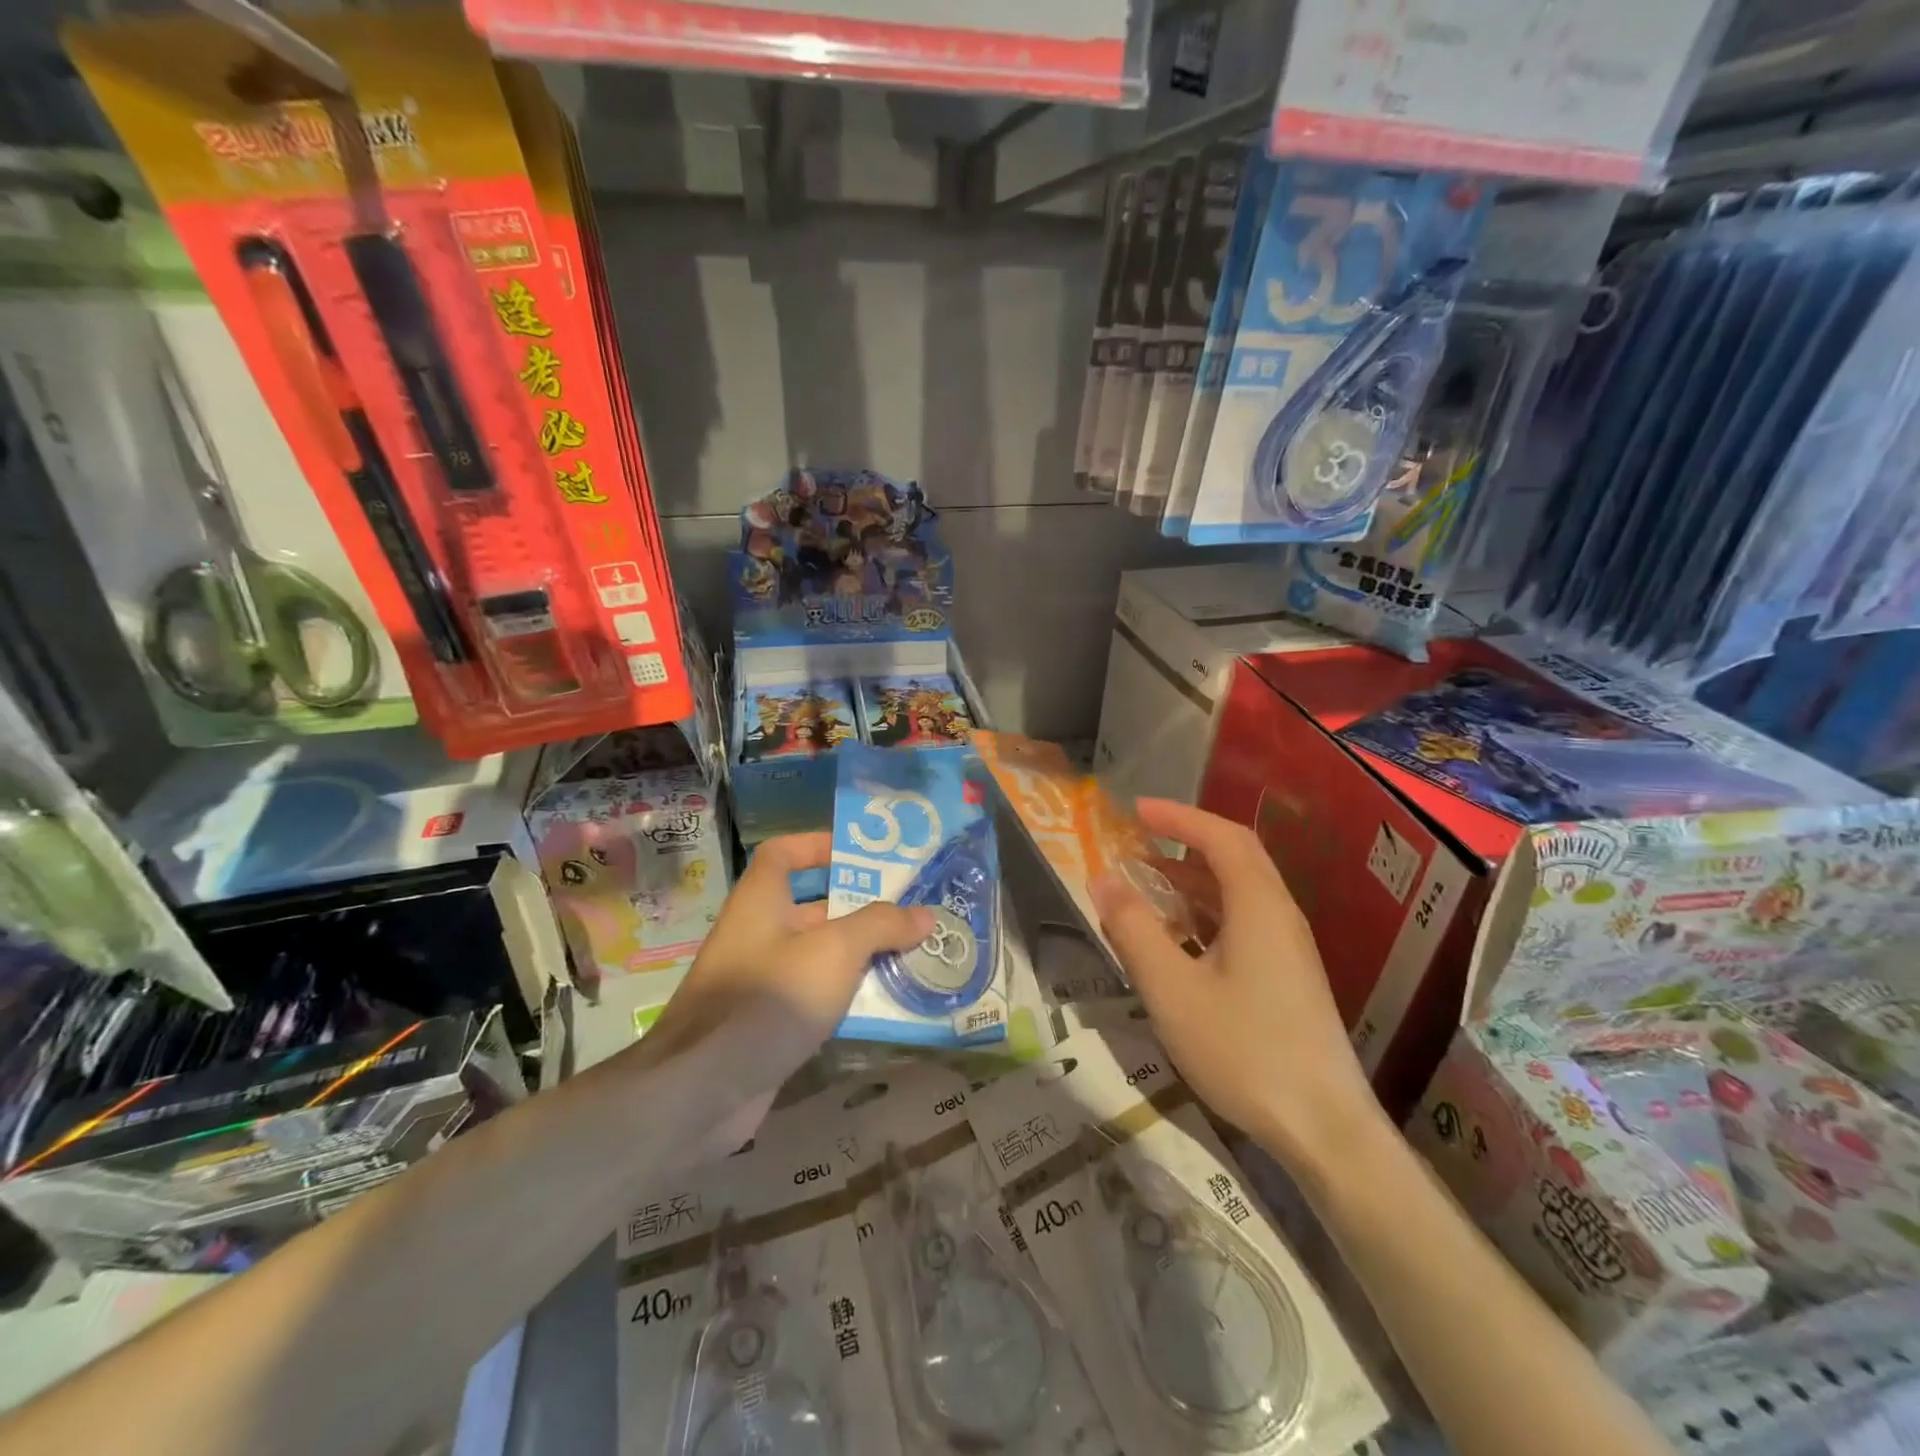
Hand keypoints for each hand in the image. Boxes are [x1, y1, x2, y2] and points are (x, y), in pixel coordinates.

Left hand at [641, 831, 933, 1092]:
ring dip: (862, 956)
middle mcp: (758, 934)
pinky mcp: (769, 1024)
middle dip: (861, 907)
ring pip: (820, 956)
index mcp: (761, 901)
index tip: (863, 856)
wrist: (703, 1090)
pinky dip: (849, 997)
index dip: (818, 845)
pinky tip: (889, 1004)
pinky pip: (817, 997)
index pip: (783, 853)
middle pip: (813, 906)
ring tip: (915, 953)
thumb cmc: (770, 998)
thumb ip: (881, 926)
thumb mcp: (835, 951)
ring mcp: (762, 981)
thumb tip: (924, 914)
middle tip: (912, 908)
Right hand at [1090, 799, 1382, 1164]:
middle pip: (1235, 857)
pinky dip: (1205, 912)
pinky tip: (1178, 938)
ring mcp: (1288, 948)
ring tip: (1147, 885)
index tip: (1136, 810)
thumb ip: (1134, 929)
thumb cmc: (1244, 1050)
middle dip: (1185, 841)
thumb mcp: (1172, 989)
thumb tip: (1103, 879)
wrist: (1324, 1128)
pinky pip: (1243, 922)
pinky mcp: (1288, 977)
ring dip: (1193, 879)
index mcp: (1258, 906)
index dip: (1178, 816)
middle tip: (1139, 840)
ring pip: (1239, 892)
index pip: (1221, 837)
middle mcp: (1279, 915)